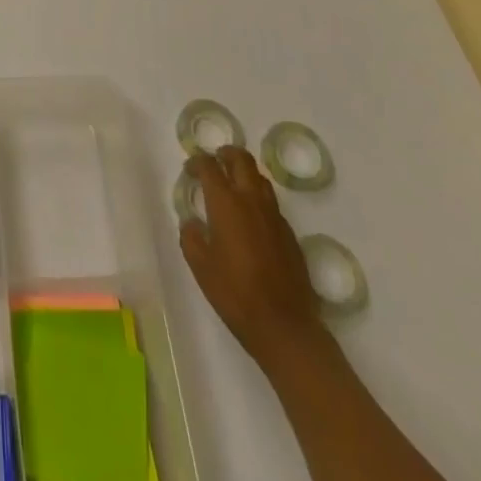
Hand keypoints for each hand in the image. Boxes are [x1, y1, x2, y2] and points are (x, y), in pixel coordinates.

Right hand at [179, 145, 325, 366]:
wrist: (285, 327)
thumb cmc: (235, 294)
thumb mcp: (200, 265)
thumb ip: (190, 236)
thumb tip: (192, 222)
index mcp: (226, 203)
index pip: (209, 166)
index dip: (197, 162)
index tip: (190, 170)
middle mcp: (252, 200)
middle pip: (241, 159)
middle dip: (226, 154)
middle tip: (215, 161)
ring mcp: (275, 216)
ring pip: (260, 179)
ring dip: (245, 174)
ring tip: (233, 187)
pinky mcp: (290, 235)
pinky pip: (272, 204)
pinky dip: (258, 200)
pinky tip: (251, 221)